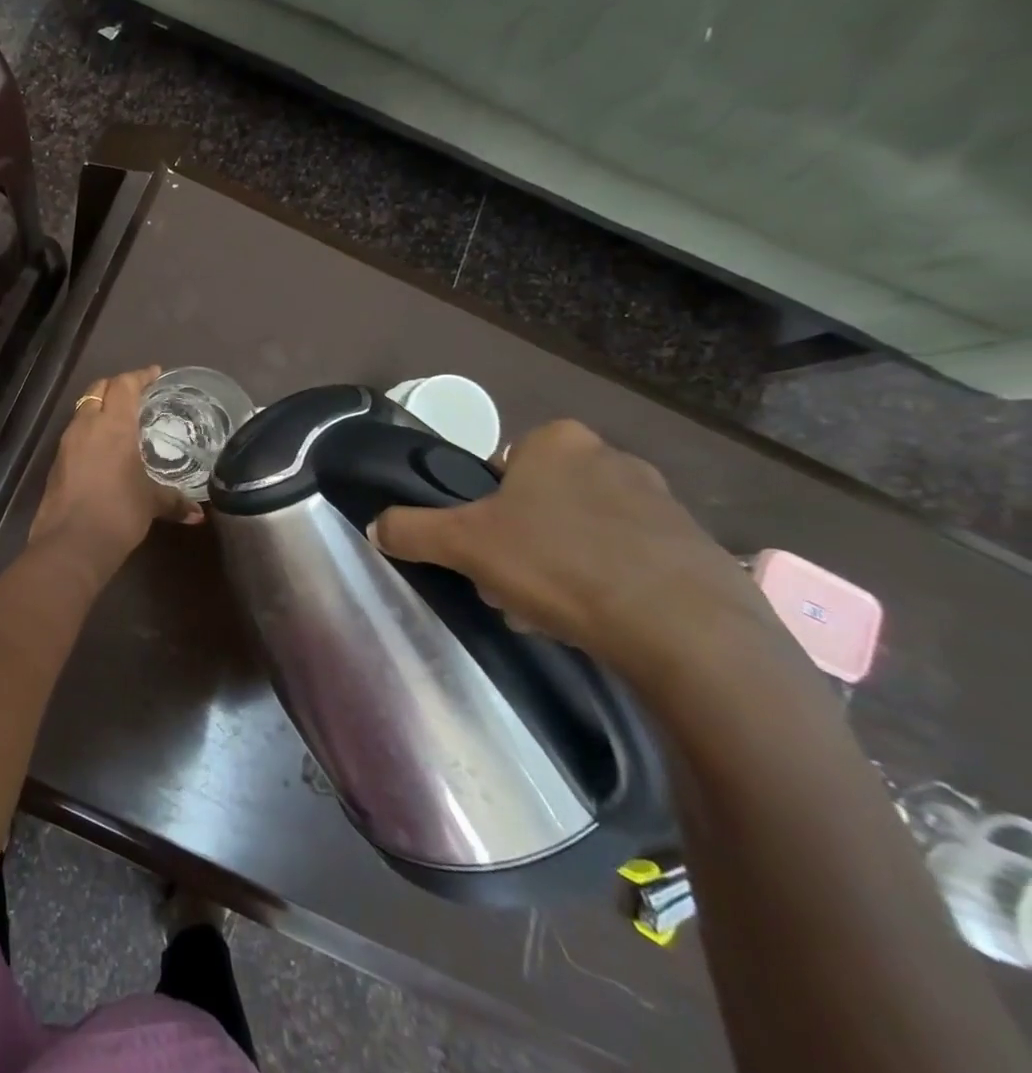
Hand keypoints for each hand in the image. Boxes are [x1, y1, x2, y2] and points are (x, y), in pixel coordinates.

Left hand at [29, 366, 204, 563]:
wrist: (70, 544)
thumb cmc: (118, 512)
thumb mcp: (151, 503)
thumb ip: (174, 501)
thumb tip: (198, 514)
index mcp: (112, 425)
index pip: (124, 385)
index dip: (139, 376)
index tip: (154, 374)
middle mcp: (86, 426)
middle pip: (98, 390)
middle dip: (117, 386)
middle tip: (137, 393)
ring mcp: (66, 444)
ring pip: (83, 411)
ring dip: (100, 408)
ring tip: (121, 420)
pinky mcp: (56, 463)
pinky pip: (75, 435)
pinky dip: (90, 432)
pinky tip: (103, 449)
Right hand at [368, 420, 771, 676]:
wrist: (686, 631)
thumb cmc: (560, 565)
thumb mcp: (464, 545)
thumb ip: (413, 529)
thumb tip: (375, 526)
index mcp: (557, 441)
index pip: (501, 468)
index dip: (484, 510)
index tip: (484, 550)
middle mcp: (612, 457)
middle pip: (540, 501)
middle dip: (520, 541)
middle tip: (510, 584)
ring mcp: (663, 501)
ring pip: (582, 531)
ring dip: (559, 564)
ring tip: (552, 612)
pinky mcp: (696, 547)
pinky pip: (630, 559)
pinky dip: (607, 583)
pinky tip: (599, 621)